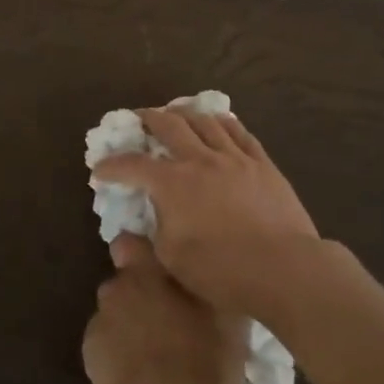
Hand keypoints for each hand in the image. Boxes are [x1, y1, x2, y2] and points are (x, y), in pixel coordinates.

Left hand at [83, 235, 246, 383]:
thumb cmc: (201, 358)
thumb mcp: (228, 319)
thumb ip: (212, 287)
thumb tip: (212, 275)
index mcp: (145, 270)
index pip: (130, 242)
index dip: (142, 253)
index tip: (162, 270)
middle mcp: (116, 287)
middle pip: (125, 281)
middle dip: (142, 293)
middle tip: (171, 318)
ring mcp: (99, 322)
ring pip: (116, 314)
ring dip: (131, 324)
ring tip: (157, 354)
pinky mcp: (90, 356)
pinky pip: (107, 344)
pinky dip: (119, 353)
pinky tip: (140, 376)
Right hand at [92, 108, 320, 317]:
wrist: (284, 268)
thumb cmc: (222, 271)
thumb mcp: (172, 261)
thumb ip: (152, 234)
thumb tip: (145, 218)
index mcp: (172, 183)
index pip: (132, 165)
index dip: (112, 165)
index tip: (100, 169)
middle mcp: (200, 159)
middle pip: (169, 125)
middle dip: (148, 118)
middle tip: (139, 118)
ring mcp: (234, 157)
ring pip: (205, 120)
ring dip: (185, 113)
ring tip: (177, 112)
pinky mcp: (262, 163)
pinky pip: (239, 132)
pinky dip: (223, 122)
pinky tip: (219, 122)